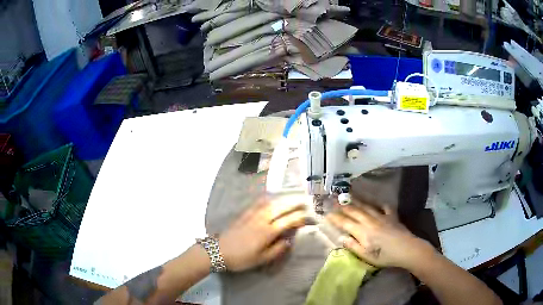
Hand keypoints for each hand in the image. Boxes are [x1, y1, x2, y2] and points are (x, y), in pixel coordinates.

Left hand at [218, 195, 308, 271]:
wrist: (218, 251)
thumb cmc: (241, 258)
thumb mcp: (261, 259)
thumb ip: (277, 249)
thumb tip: (289, 240)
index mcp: (267, 232)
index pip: (287, 221)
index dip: (299, 218)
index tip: (308, 216)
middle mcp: (261, 220)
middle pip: (280, 208)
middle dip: (293, 204)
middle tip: (304, 202)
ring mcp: (252, 215)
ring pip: (270, 203)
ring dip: (282, 199)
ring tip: (291, 198)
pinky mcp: (244, 214)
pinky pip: (258, 203)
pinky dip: (267, 198)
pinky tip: (270, 197)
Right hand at [326, 202, 434, 268]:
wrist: (407, 249)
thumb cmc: (385, 256)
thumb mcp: (367, 256)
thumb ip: (354, 246)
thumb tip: (342, 238)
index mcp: (363, 232)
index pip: (346, 223)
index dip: (336, 218)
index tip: (327, 214)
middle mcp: (370, 221)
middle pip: (355, 212)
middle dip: (343, 206)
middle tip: (334, 200)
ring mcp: (382, 217)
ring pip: (367, 207)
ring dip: (357, 201)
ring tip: (349, 197)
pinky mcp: (392, 217)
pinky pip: (385, 208)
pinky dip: (380, 205)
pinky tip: (378, 204)